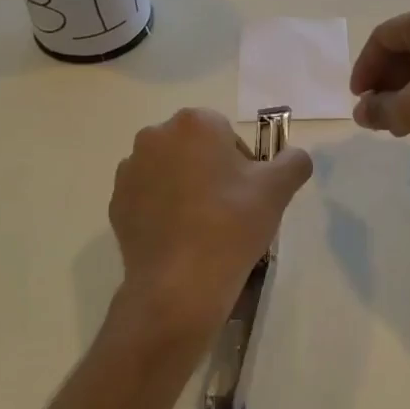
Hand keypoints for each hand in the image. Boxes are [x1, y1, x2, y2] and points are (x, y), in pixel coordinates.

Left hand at [105, 108, 313, 349]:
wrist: (178, 285)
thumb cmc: (231, 225)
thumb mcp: (278, 189)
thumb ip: (294, 161)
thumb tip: (294, 157)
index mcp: (195, 123)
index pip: (226, 133)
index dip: (242, 163)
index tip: (247, 194)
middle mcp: (156, 135)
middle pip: (195, 148)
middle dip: (210, 171)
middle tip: (228, 210)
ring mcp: (130, 169)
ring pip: (169, 170)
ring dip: (184, 187)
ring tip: (201, 227)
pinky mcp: (115, 202)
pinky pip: (148, 196)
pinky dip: (162, 209)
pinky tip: (178, 238)